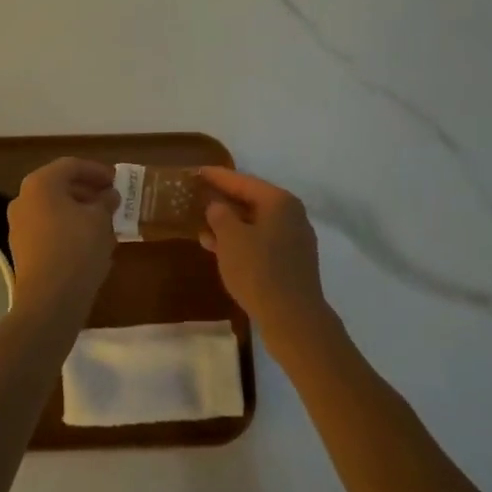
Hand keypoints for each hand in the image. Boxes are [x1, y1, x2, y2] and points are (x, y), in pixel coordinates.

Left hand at [7, 158, 119, 318]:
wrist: (50, 299)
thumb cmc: (77, 248)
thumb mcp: (100, 220)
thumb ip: (105, 201)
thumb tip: (109, 195)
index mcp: (40, 183)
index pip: (71, 166)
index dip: (96, 170)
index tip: (116, 180)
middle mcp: (24, 199)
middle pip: (59, 185)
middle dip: (87, 190)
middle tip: (111, 199)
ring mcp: (19, 224)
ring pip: (53, 208)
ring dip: (78, 210)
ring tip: (104, 220)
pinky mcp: (22, 248)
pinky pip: (48, 227)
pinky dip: (68, 227)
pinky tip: (88, 240)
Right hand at [197, 168, 329, 338]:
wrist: (293, 319)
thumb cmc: (259, 270)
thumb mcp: (230, 238)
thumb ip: (220, 215)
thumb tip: (217, 206)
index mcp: (279, 201)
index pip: (242, 181)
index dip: (217, 177)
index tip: (197, 171)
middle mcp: (291, 215)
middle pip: (251, 201)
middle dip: (224, 201)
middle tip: (198, 197)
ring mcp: (294, 240)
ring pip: (255, 224)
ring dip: (229, 225)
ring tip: (202, 226)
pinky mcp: (292, 263)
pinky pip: (261, 242)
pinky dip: (241, 242)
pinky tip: (219, 249)